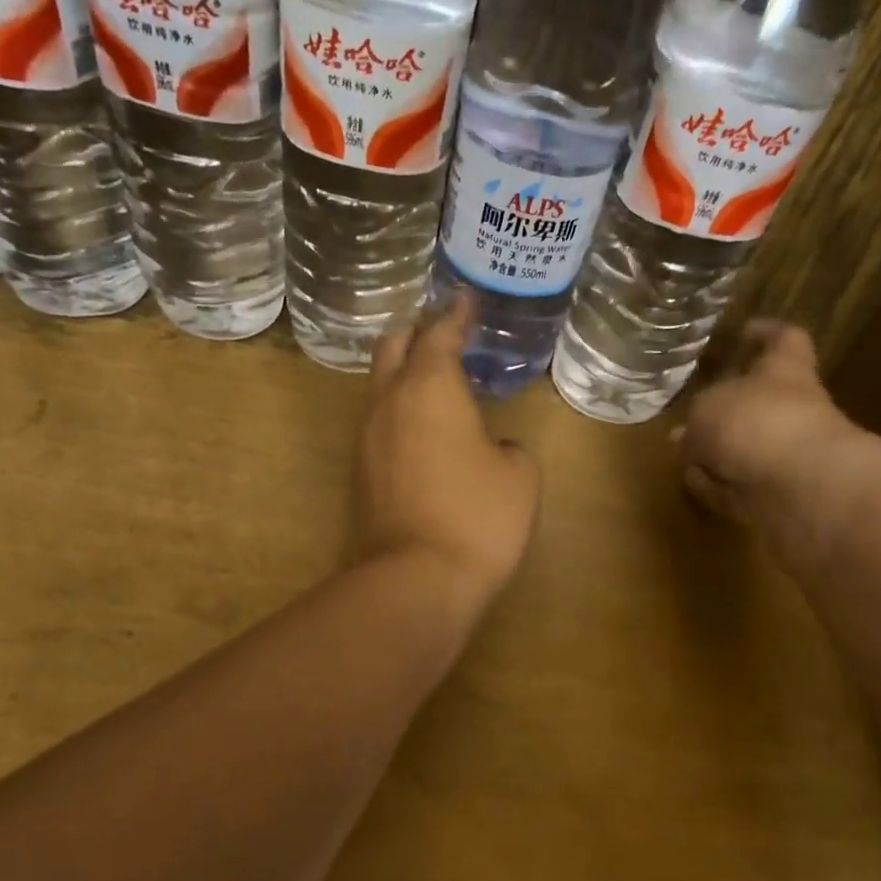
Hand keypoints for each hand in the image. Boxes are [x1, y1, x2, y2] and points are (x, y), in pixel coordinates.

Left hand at [356, 294, 541, 613]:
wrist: (416, 580)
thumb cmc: (478, 517)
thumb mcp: (519, 475)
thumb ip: (508, 446)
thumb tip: (491, 447)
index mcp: (430, 388)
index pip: (439, 334)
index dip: (455, 314)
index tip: (465, 300)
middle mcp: (389, 402)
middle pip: (393, 347)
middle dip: (417, 332)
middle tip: (443, 332)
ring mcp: (367, 438)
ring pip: (380, 386)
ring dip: (404, 374)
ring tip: (435, 380)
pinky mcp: (361, 473)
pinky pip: (380, 423)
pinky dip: (400, 411)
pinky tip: (423, 428)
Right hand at [679, 321, 869, 565]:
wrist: (798, 488)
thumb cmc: (755, 424)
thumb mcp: (706, 410)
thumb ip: (694, 420)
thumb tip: (685, 437)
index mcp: (784, 371)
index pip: (782, 339)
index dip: (764, 333)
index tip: (742, 332)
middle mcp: (790, 408)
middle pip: (760, 399)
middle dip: (724, 408)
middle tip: (690, 413)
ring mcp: (787, 453)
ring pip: (747, 445)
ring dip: (719, 451)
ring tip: (683, 453)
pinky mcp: (777, 492)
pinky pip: (741, 483)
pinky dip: (719, 484)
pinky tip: (696, 483)